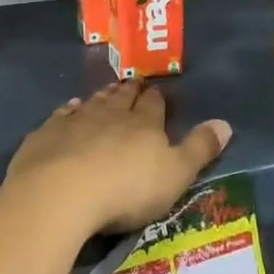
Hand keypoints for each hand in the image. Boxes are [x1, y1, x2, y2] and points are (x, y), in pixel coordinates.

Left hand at [4, 79, 231, 237]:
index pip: (153, 105)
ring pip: (93, 103)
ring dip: (102, 96)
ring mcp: (75, 121)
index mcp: (143, 124)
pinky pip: (61, 116)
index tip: (157, 90)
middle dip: (130, 91)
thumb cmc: (126, 188)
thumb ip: (199, 149)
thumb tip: (226, 123)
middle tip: (133, 82)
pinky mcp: (47, 134)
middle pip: (122, 98)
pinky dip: (68, 111)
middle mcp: (110, 114)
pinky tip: (69, 108)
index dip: (156, 98)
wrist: (61, 192)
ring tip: (108, 90)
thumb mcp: (175, 175)